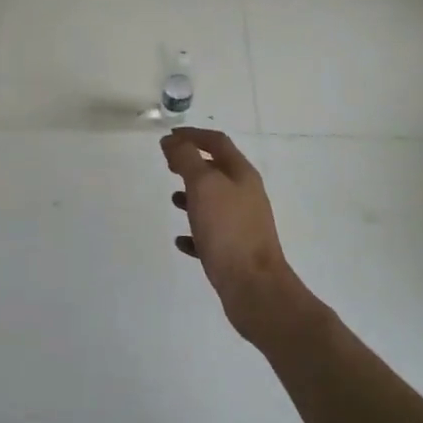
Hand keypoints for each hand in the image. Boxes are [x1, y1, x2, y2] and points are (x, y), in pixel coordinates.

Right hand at [162, 127, 308, 342]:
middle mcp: (246, 195)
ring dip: (193, 196)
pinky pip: (211, 234)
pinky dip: (195, 231)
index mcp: (242, 174)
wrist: (254, 287)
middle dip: (192, 164)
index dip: (192, 135)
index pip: (217, 142)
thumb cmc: (228, 230)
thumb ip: (186, 159)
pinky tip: (181, 240)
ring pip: (214, 201)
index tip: (168, 137)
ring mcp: (242, 223)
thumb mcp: (203, 186)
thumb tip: (172, 141)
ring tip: (173, 199)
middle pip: (217, 170)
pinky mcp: (235, 250)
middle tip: (168, 165)